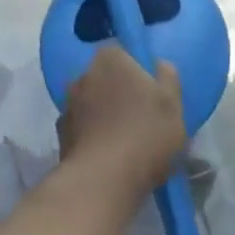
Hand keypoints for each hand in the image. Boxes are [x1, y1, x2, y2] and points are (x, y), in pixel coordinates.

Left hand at [57, 46, 186, 197]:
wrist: (104, 180)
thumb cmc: (146, 136)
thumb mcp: (173, 105)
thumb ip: (168, 78)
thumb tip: (159, 65)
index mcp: (111, 59)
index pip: (123, 54)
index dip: (138, 72)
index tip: (151, 95)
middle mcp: (82, 75)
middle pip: (105, 81)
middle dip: (119, 95)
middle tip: (141, 121)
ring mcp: (67, 106)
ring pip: (92, 107)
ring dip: (104, 118)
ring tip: (124, 145)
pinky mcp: (61, 137)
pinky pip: (83, 131)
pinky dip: (93, 139)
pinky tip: (108, 159)